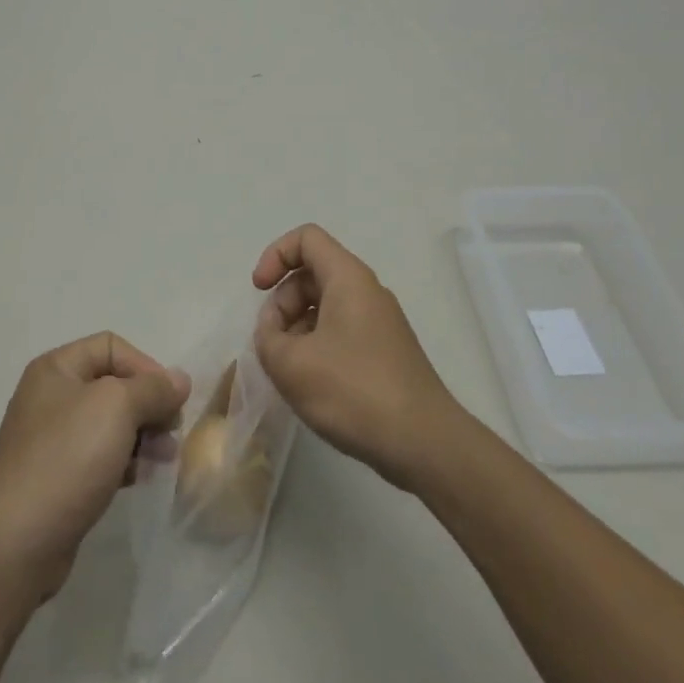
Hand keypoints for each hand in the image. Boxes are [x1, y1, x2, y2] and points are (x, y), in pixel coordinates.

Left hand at [0, 332, 188, 599]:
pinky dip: (124, 462)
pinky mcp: (58, 478)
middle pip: (113, 385)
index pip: (112, 347)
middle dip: (148, 405)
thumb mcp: (117, 407)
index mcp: (56, 368)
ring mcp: (52, 439)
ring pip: (110, 424)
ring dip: (143, 435)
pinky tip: (140, 478)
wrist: (17, 542)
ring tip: (165, 458)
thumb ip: (153, 388)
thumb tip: (179, 380)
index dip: (145, 366)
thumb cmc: (67, 458)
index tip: (170, 399)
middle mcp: (51, 397)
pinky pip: (100, 457)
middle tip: (172, 431)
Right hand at [253, 224, 461, 489]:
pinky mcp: (385, 351)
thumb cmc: (354, 392)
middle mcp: (367, 291)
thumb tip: (274, 330)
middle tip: (273, 344)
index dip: (275, 256)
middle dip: (283, 302)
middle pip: (313, 273)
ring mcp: (380, 322)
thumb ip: (267, 337)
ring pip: (325, 305)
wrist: (424, 443)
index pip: (306, 238)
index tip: (259, 291)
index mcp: (348, 279)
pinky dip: (317, 346)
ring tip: (289, 370)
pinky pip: (341, 331)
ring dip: (297, 328)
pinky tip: (312, 385)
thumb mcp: (291, 364)